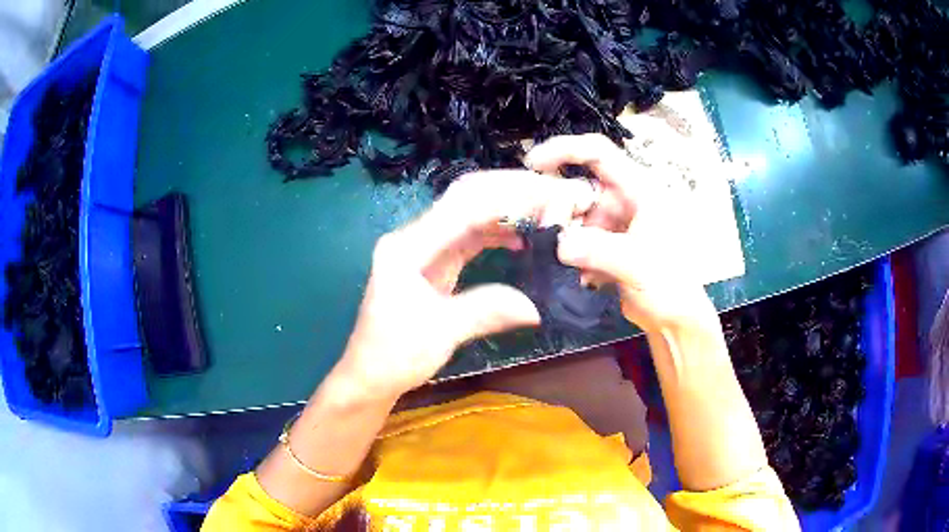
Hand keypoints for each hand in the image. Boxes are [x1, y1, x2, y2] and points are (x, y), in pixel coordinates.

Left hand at [333, 170, 598, 399]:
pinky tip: (521, 238)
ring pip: (469, 216)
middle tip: (550, 194)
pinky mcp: (433, 264)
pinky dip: (495, 234)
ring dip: (504, 211)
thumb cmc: (394, 355)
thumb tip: (536, 308)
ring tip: (543, 212)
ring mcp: (423, 250)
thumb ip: (486, 311)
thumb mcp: (441, 334)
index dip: (506, 197)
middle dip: (508, 193)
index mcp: (407, 247)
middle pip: (464, 200)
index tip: (546, 195)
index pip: (462, 207)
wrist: (370, 375)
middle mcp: (414, 239)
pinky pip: (468, 238)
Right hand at [526, 134, 715, 332]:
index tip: (532, 163)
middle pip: (578, 188)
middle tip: (547, 235)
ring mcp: (613, 224)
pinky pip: (576, 242)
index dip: (565, 149)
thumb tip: (559, 243)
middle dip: (559, 209)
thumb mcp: (639, 263)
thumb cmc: (671, 285)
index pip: (599, 152)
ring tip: (558, 261)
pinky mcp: (604, 247)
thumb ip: (600, 250)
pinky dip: (567, 255)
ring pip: (574, 218)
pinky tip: (572, 275)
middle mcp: (623, 201)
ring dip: (562, 237)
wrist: (675, 320)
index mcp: (639, 190)